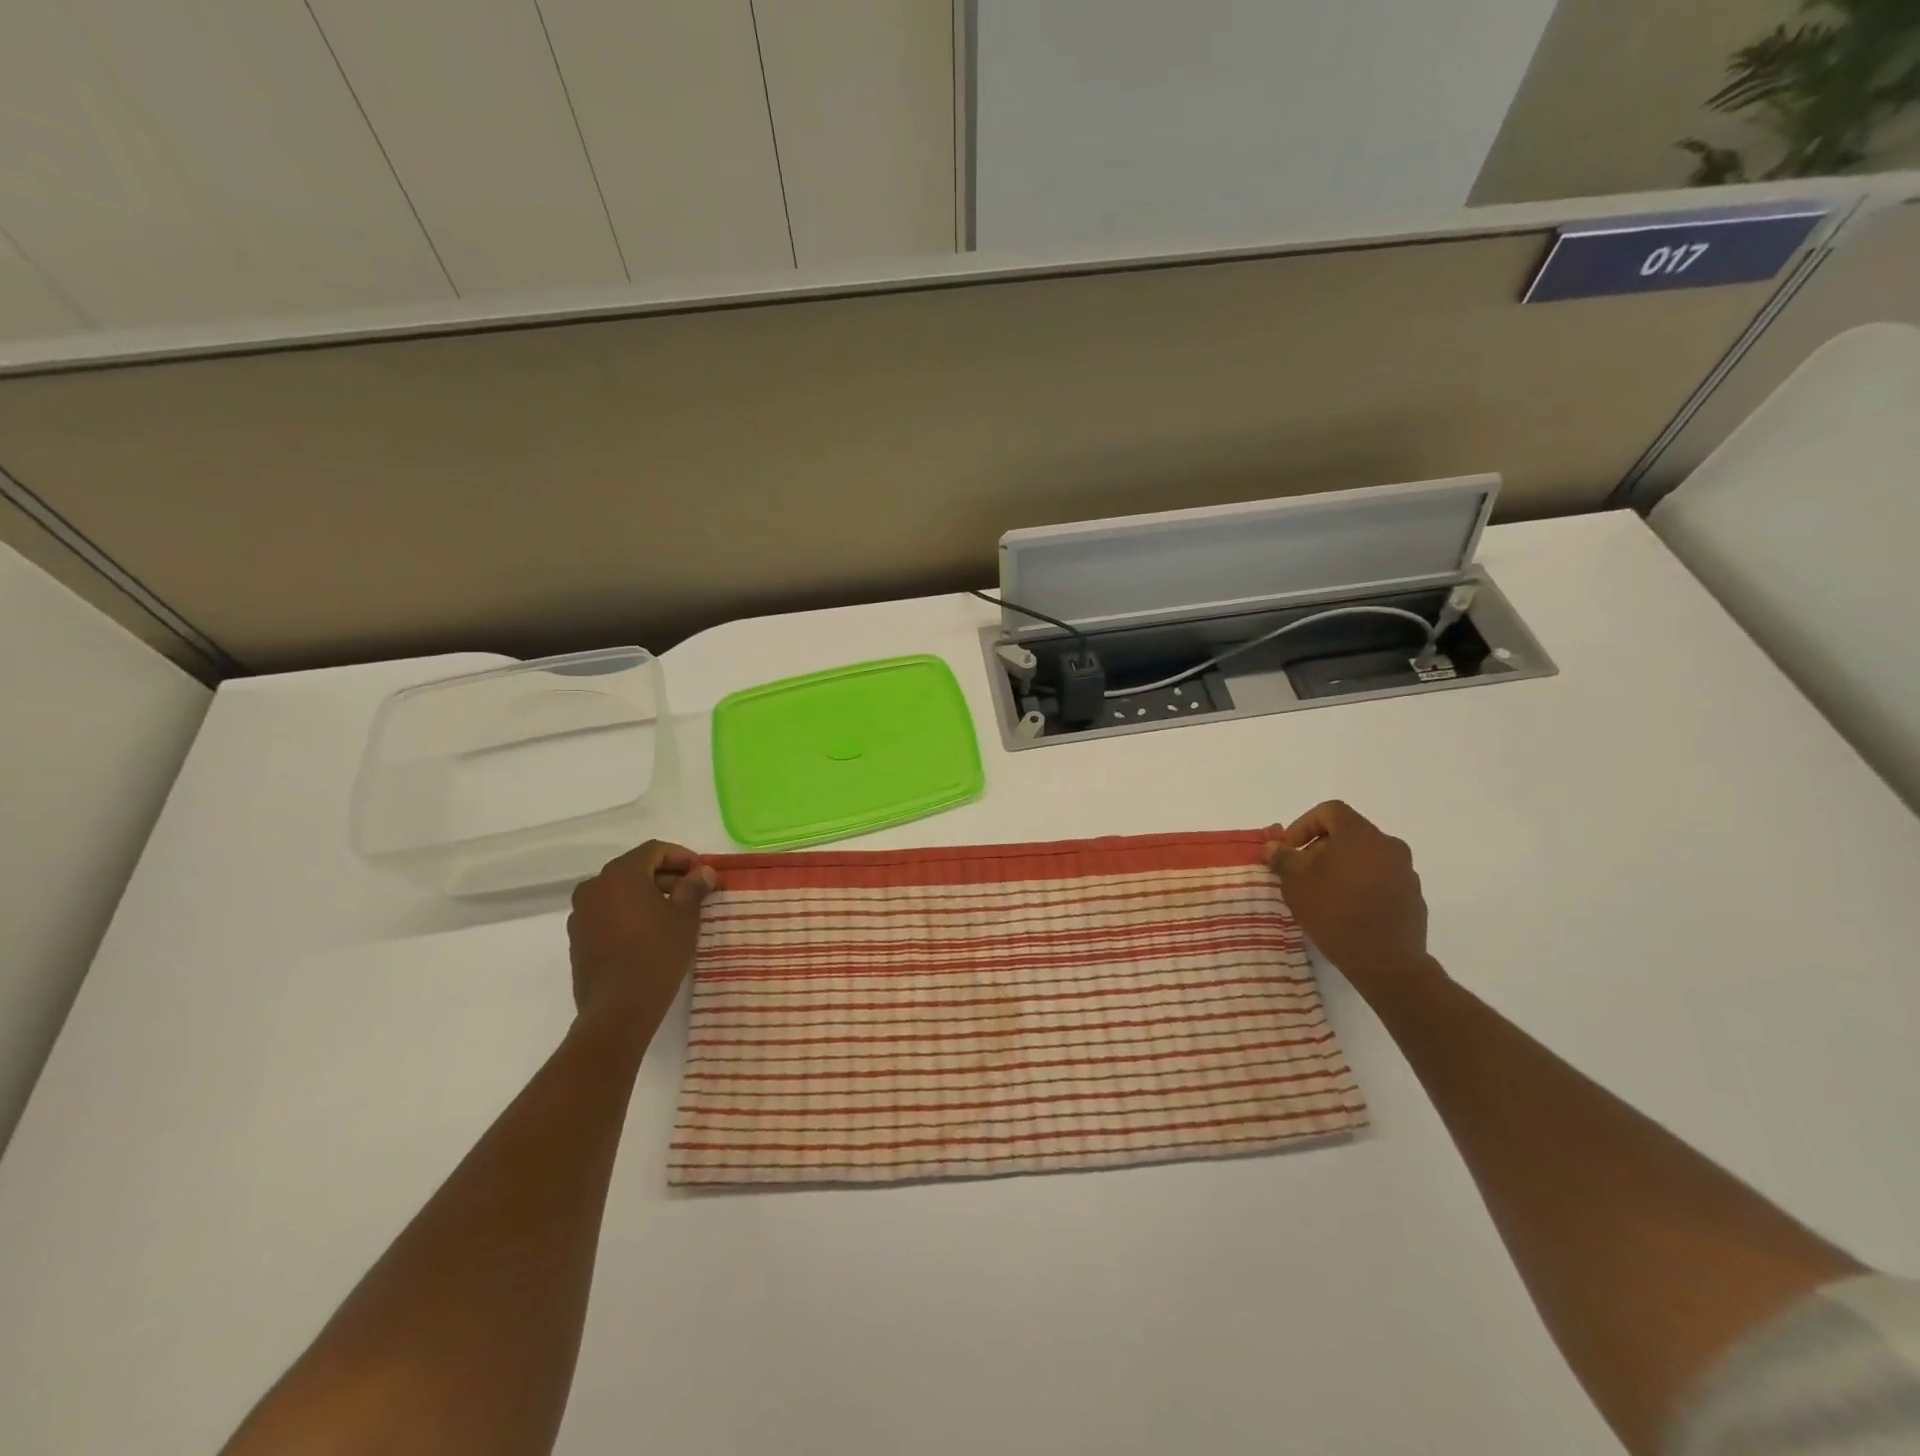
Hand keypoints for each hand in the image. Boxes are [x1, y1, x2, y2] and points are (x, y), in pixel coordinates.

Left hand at [567, 840, 716, 1039]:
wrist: (618, 1009)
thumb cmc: (657, 953)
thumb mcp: (685, 916)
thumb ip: (694, 886)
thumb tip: (704, 872)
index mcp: (620, 875)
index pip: (654, 850)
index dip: (682, 856)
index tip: (703, 873)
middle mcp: (594, 887)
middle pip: (635, 868)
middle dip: (666, 876)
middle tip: (693, 892)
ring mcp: (582, 913)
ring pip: (620, 891)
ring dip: (648, 894)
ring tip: (675, 913)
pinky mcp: (578, 938)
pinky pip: (608, 912)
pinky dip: (630, 912)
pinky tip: (651, 932)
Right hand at [1264, 801, 1439, 1000]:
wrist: (1386, 961)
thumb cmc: (1335, 911)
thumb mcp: (1295, 881)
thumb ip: (1283, 858)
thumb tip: (1275, 847)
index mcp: (1360, 834)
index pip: (1329, 811)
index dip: (1303, 825)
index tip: (1290, 850)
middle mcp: (1388, 845)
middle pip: (1348, 834)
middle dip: (1320, 848)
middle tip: (1301, 872)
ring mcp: (1405, 872)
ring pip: (1365, 857)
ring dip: (1341, 867)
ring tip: (1323, 894)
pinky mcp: (1412, 897)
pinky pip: (1380, 880)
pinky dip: (1361, 886)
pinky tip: (1347, 910)